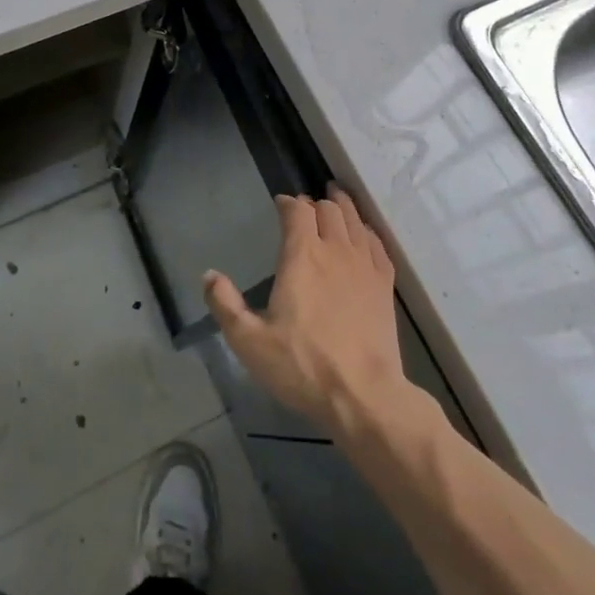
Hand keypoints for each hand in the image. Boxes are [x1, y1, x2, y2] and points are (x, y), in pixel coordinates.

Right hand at [204, 185, 404, 433]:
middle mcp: (334, 250)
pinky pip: (377, 244)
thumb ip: (225, 304)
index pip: (297, 211)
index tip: (280, 203)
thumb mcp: (249, 341)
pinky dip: (366, 232)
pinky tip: (364, 235)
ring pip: (355, 220)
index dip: (287, 202)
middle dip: (314, 203)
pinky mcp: (385, 286)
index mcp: (302, 256)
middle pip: (328, 209)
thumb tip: (208, 275)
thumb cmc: (302, 366)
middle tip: (306, 206)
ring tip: (336, 198)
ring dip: (343, 206)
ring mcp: (364, 266)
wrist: (364, 397)